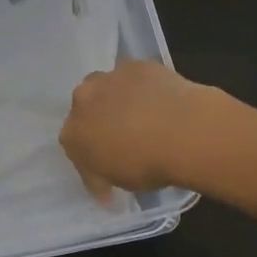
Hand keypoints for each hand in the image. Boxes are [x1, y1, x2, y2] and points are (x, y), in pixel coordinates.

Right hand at [58, 60, 222, 198]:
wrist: (183, 130)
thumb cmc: (147, 165)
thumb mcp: (120, 183)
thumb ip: (104, 178)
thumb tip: (105, 192)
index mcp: (73, 134)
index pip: (75, 145)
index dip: (92, 154)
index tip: (109, 164)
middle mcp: (83, 99)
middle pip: (86, 108)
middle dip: (100, 119)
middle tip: (124, 136)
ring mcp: (110, 78)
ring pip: (109, 88)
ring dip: (120, 99)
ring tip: (146, 116)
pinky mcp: (136, 64)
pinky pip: (135, 78)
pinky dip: (144, 88)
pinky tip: (162, 102)